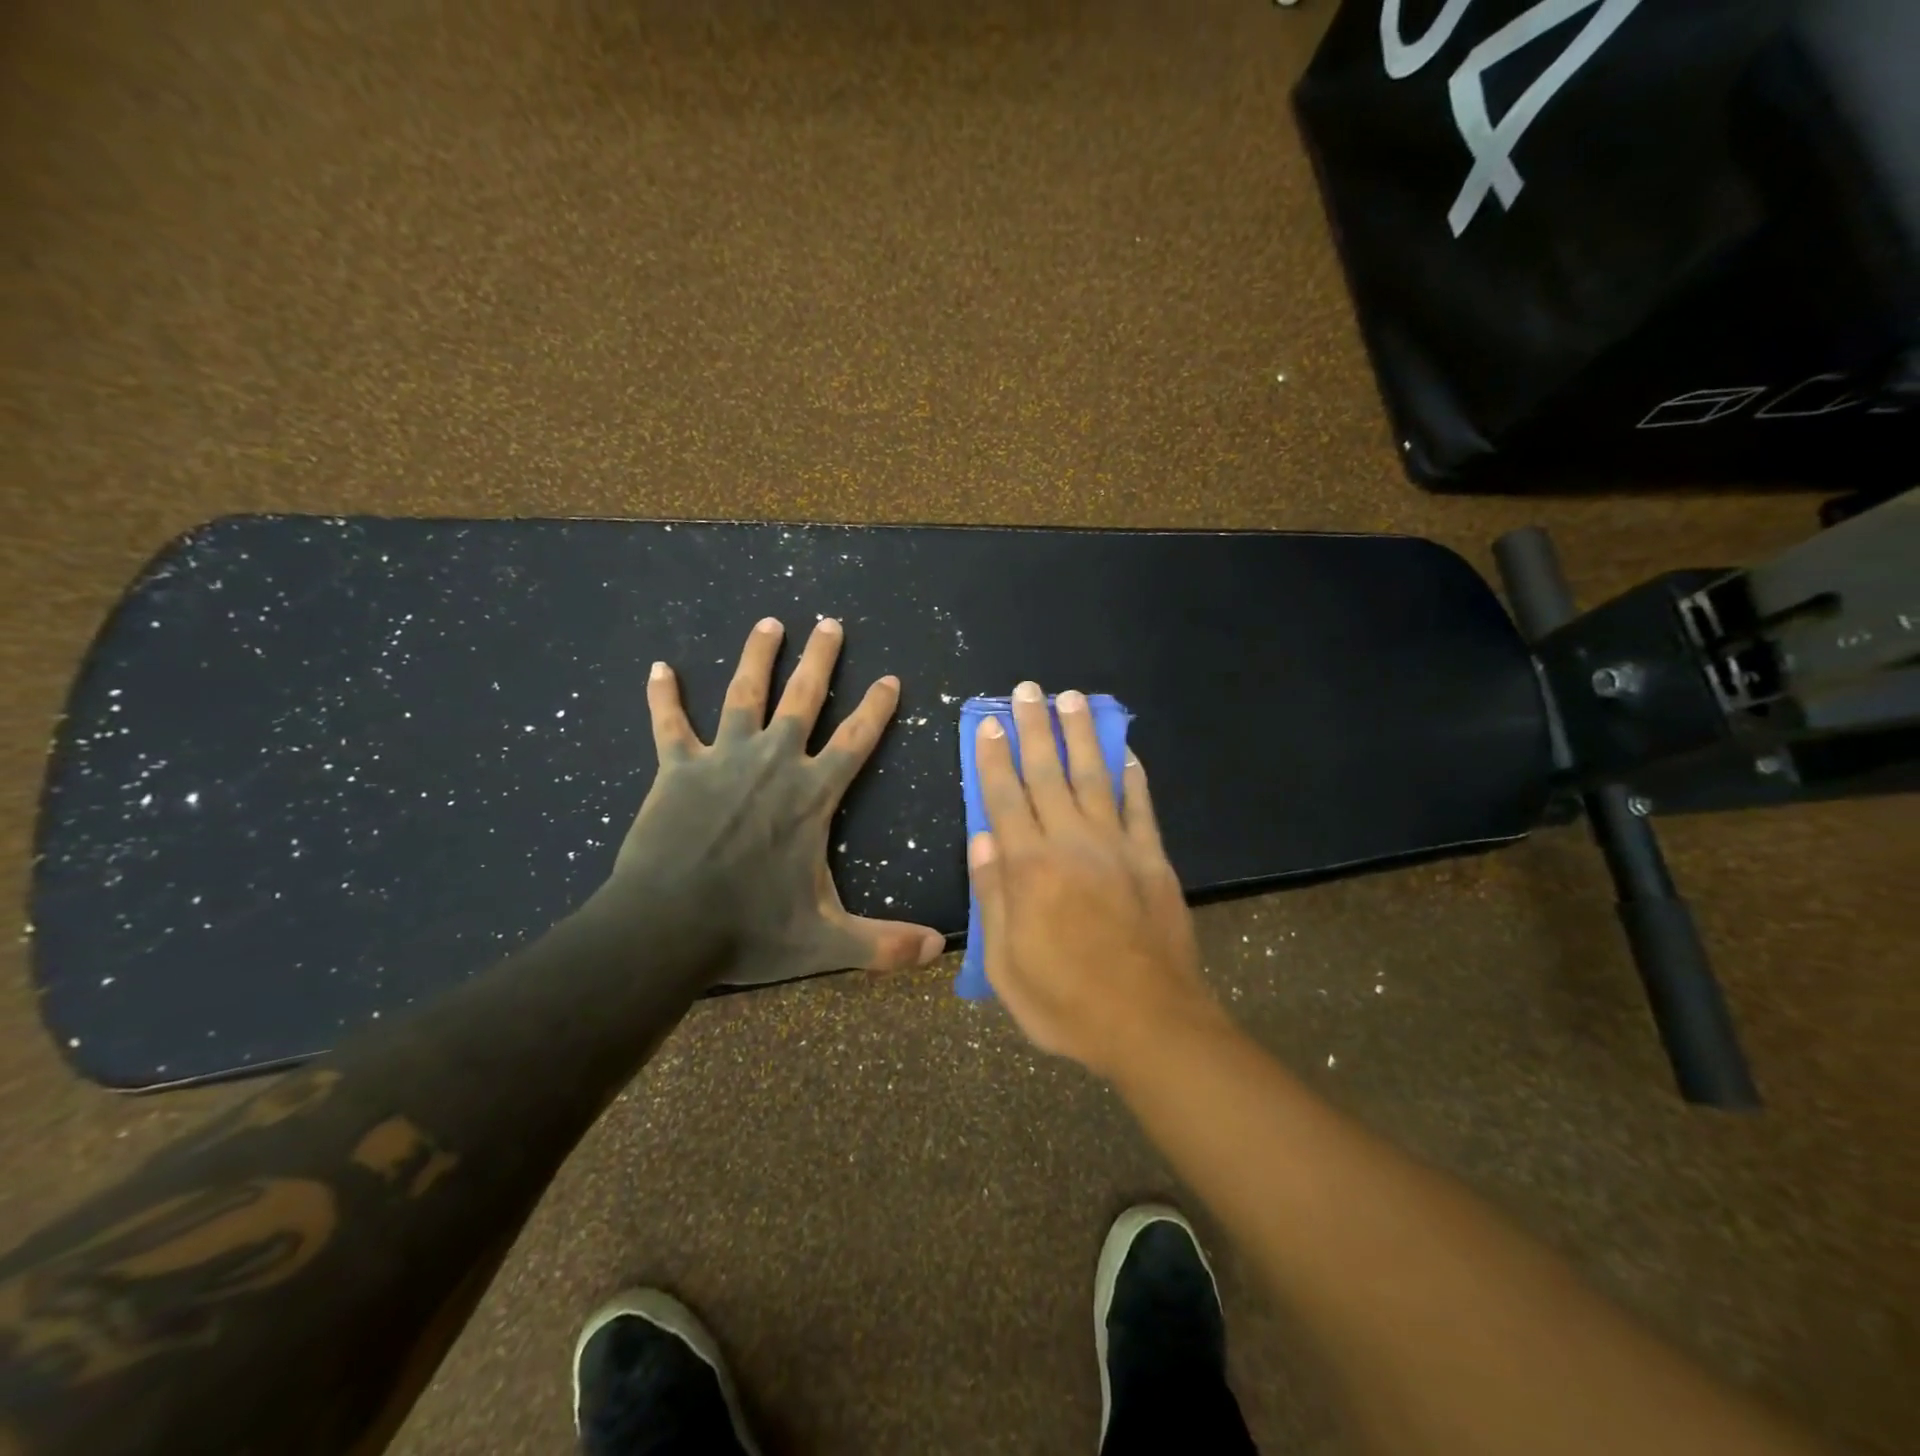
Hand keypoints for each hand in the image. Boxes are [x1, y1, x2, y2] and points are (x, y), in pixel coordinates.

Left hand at [595, 616, 945, 986]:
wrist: (666, 929)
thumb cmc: (750, 929)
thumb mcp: (826, 941)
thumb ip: (883, 943)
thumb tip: (938, 951)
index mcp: (812, 795)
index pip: (857, 740)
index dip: (877, 708)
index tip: (891, 678)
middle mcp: (773, 763)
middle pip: (803, 698)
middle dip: (821, 659)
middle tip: (830, 622)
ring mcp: (722, 760)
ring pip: (743, 694)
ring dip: (757, 656)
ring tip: (769, 623)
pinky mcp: (677, 770)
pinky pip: (669, 725)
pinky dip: (663, 697)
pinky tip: (659, 668)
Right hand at [968, 681, 1226, 1078]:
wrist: (1150, 1024)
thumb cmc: (1066, 1003)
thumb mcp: (1007, 964)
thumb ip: (992, 897)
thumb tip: (982, 839)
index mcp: (1030, 868)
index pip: (1005, 798)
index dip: (994, 758)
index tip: (988, 723)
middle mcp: (1072, 843)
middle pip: (1048, 773)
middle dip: (1034, 728)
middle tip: (1027, 691)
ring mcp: (1118, 847)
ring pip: (1094, 777)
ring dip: (1081, 735)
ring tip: (1073, 699)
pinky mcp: (1154, 859)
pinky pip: (1141, 806)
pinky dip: (1133, 776)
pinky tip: (1125, 752)